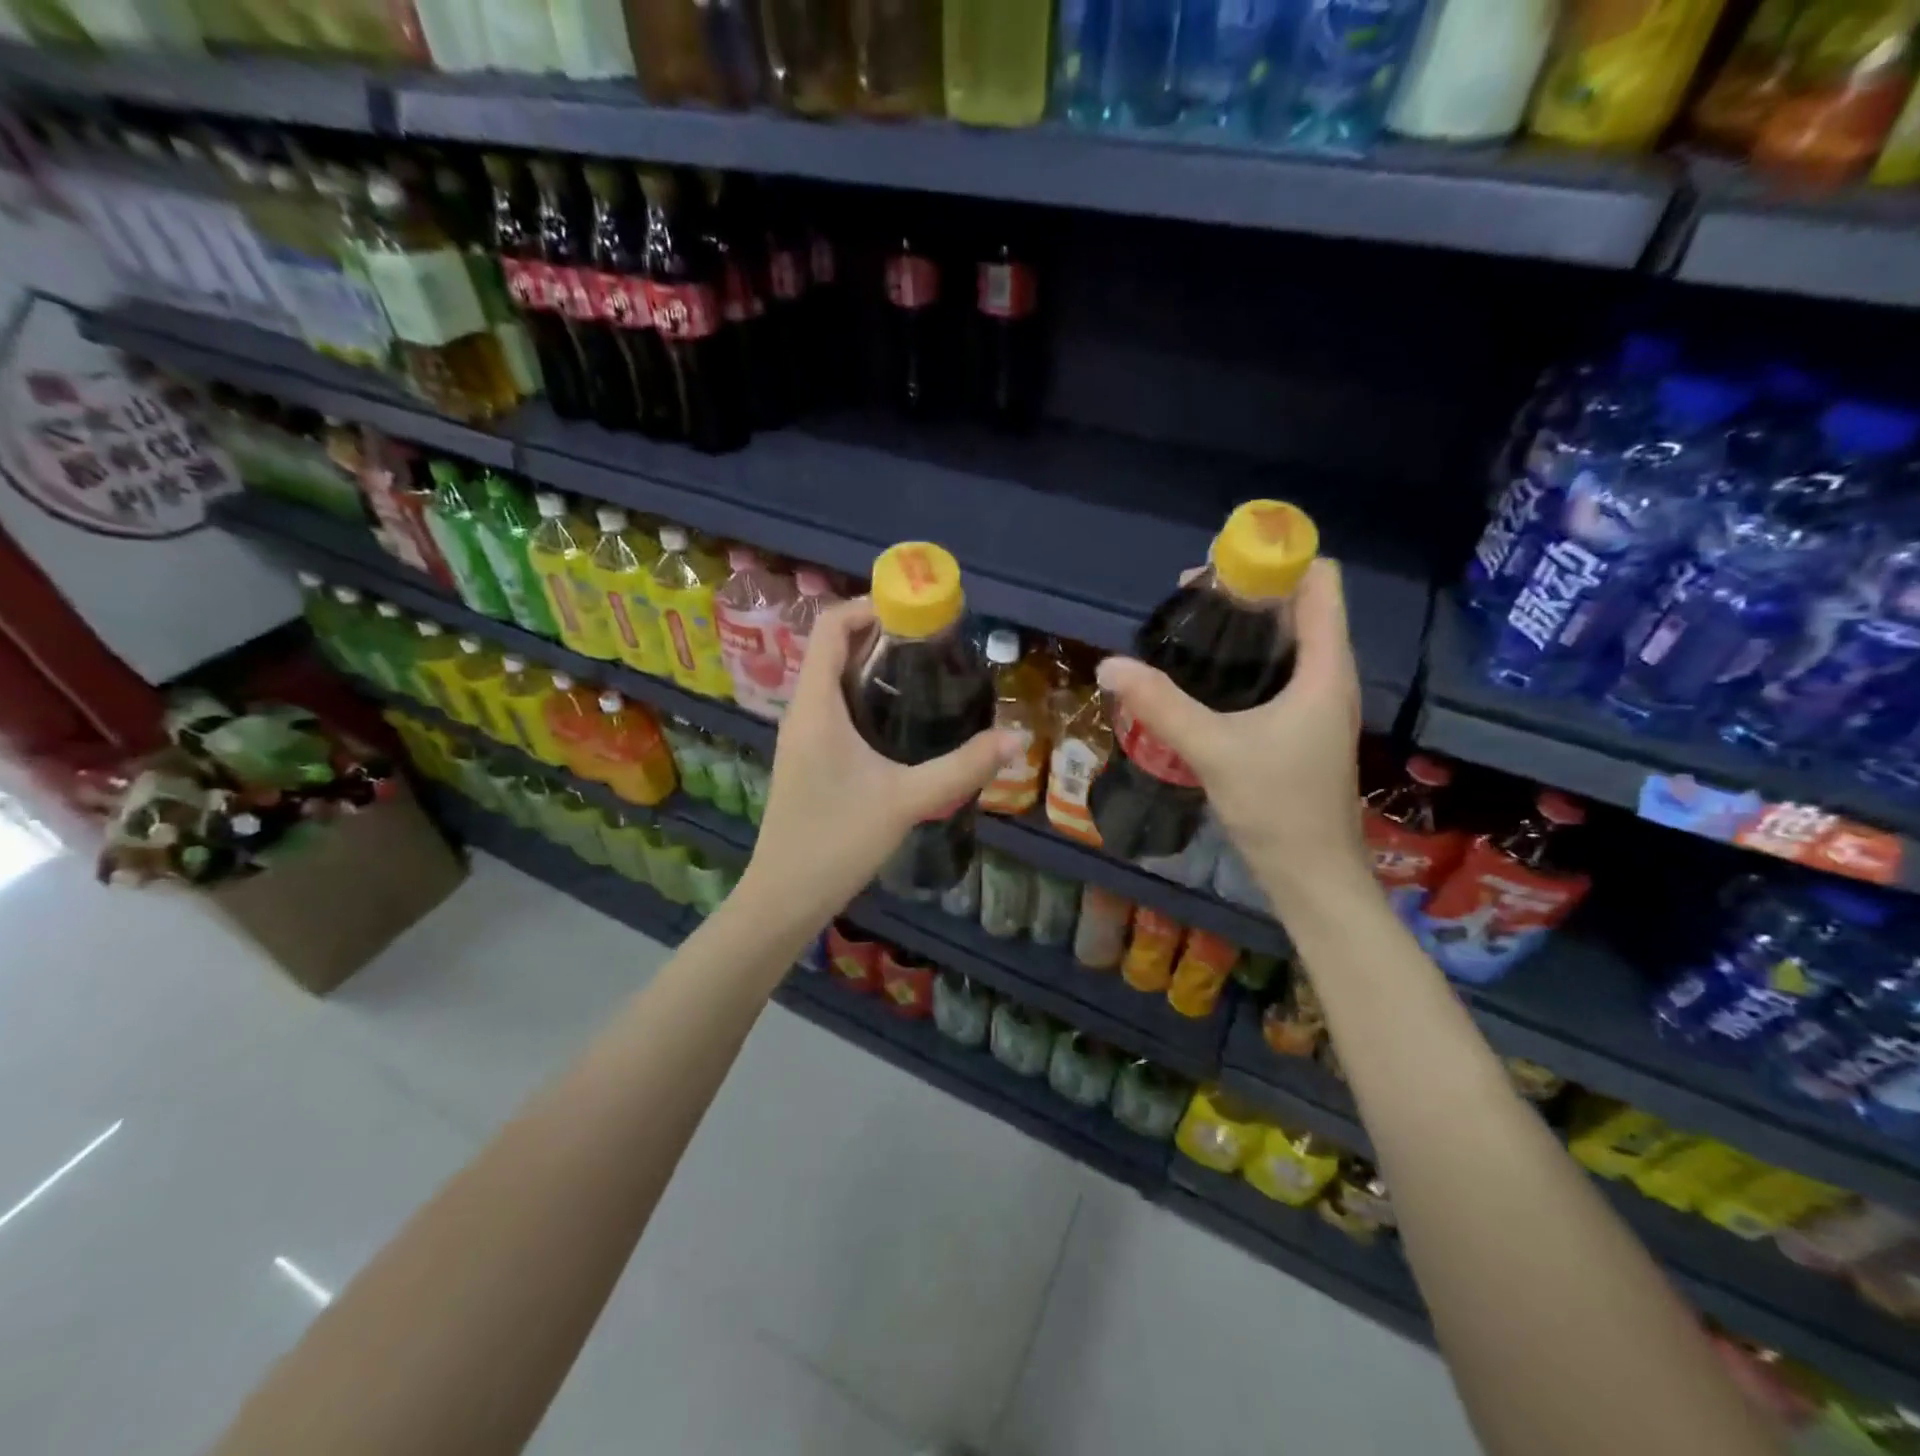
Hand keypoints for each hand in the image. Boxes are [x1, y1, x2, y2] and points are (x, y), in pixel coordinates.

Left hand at [740, 598, 1018, 922]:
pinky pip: (832, 705)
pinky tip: (899, 718)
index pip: (830, 627)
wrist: (785, 896)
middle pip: (833, 647)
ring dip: (870, 663)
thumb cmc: (837, 842)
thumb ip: (963, 768)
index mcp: (815, 706)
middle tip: (933, 640)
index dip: (869, 605)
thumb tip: (1015, 739)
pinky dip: (863, 693)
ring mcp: (801, 735)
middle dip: (879, 633)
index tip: (917, 611)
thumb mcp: (907, 801)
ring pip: (832, 678)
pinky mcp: (807, 756)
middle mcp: (802, 711)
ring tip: (923, 670)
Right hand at [1095, 559, 1369, 913]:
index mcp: (1324, 667)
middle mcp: (1328, 674)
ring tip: (1189, 631)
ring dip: (1245, 624)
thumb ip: (1161, 705)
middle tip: (1187, 602)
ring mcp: (1317, 701)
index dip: (1275, 560)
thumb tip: (1109, 664)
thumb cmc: (1277, 807)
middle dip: (1248, 590)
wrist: (1311, 874)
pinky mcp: (1302, 724)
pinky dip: (1246, 657)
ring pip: (1288, 638)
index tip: (1218, 569)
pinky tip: (1205, 675)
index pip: (1320, 580)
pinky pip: (1279, 669)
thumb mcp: (1213, 750)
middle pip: (1300, 604)